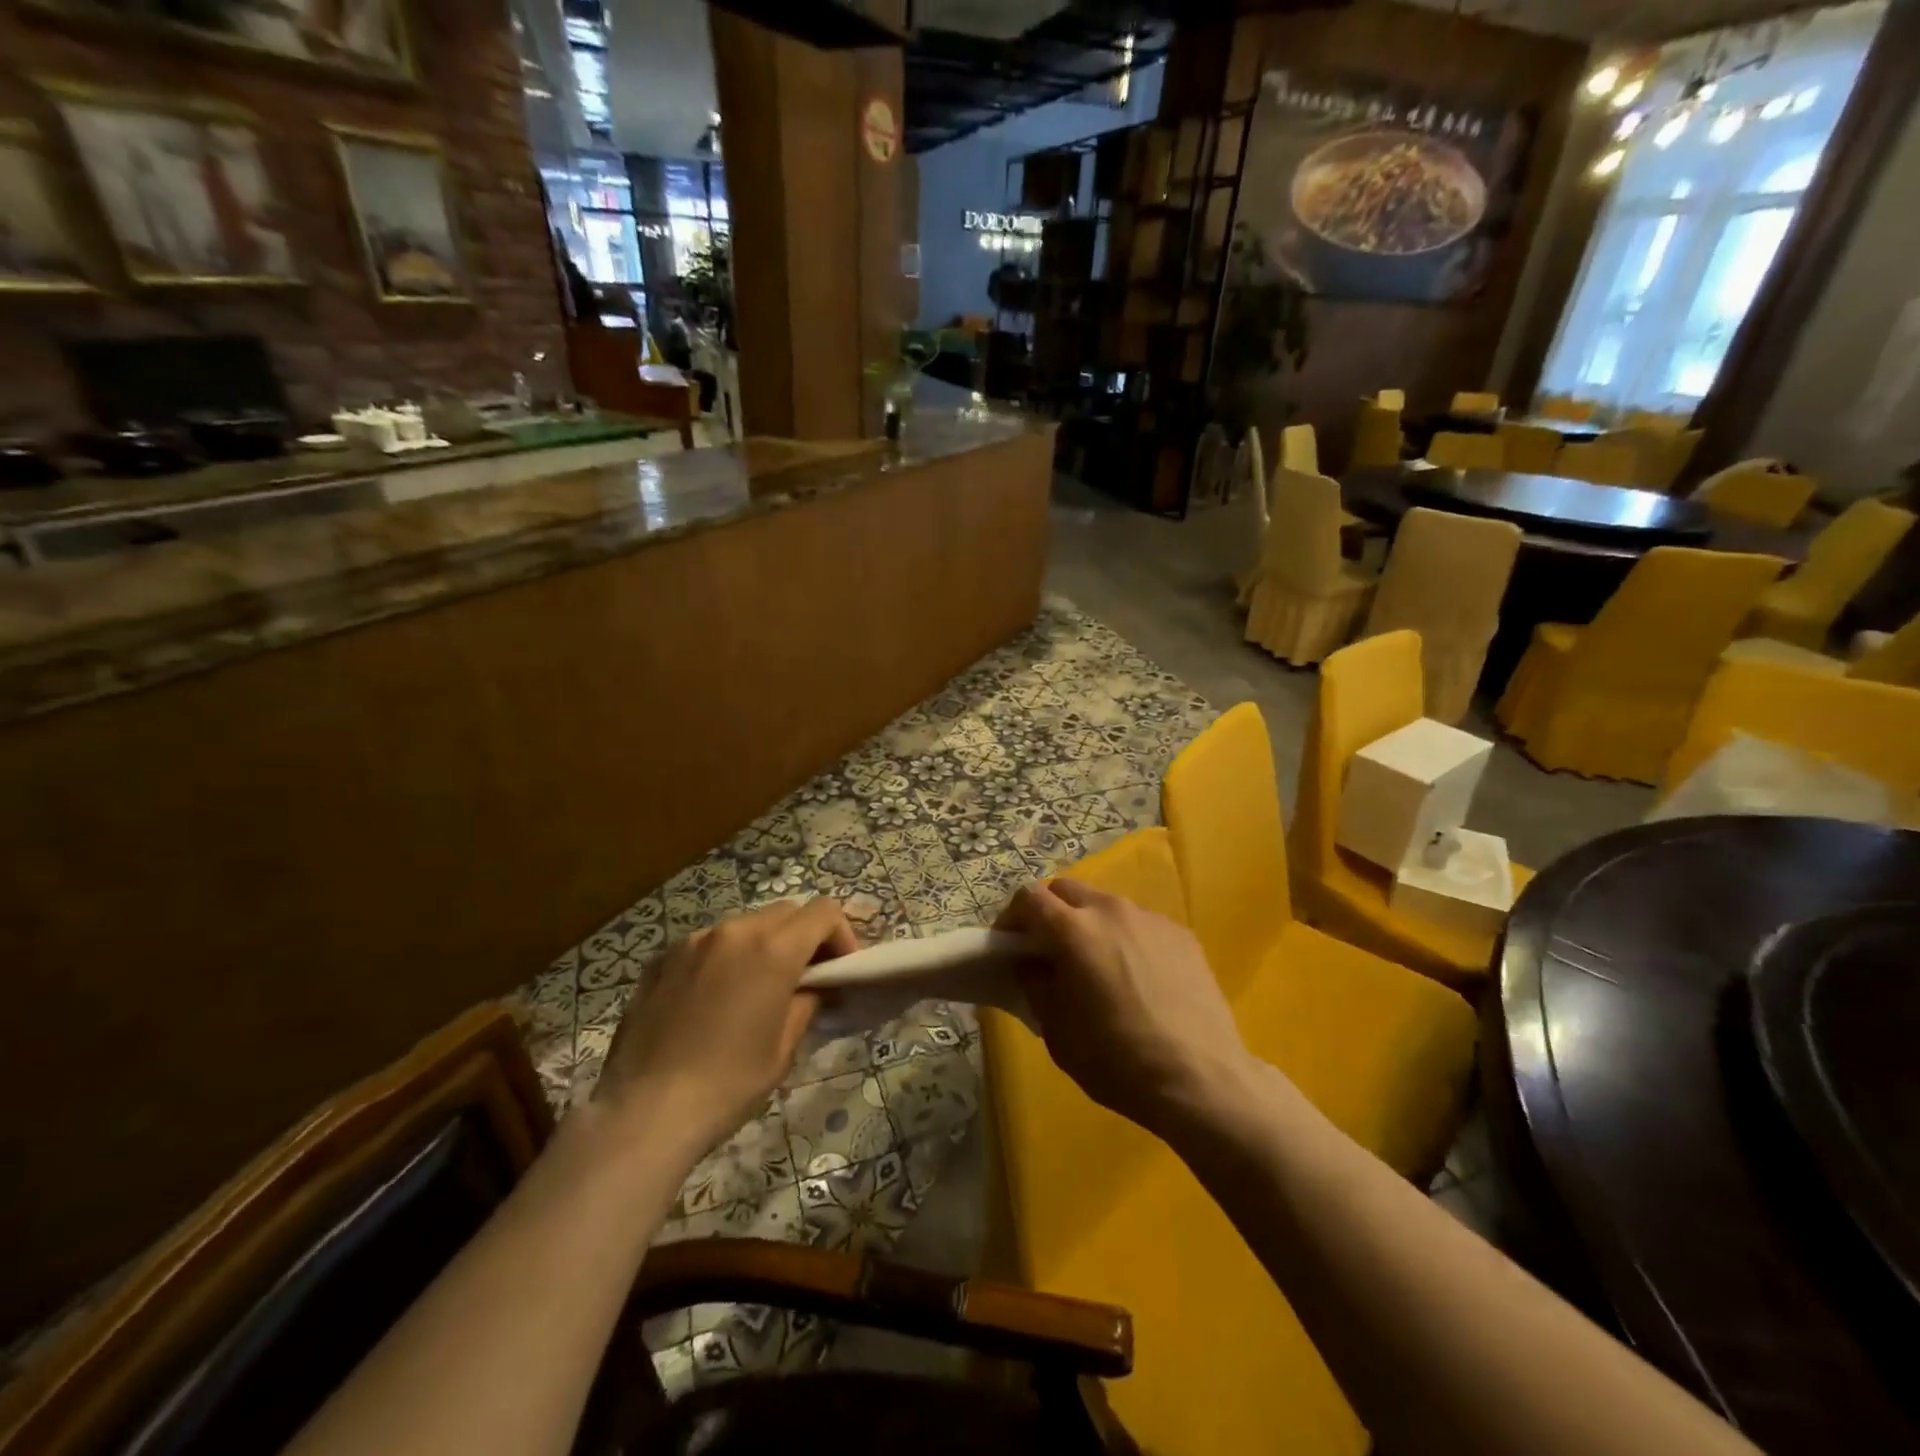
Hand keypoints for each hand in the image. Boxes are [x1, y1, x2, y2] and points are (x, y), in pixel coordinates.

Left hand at [592, 898, 856, 1161]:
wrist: (643, 1113)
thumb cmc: (727, 1084)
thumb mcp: (783, 1048)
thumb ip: (806, 1002)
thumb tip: (815, 986)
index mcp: (772, 949)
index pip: (824, 913)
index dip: (842, 936)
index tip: (840, 971)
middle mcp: (734, 931)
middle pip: (786, 912)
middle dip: (804, 937)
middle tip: (806, 979)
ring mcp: (693, 941)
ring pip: (746, 924)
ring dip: (764, 945)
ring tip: (757, 989)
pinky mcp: (662, 958)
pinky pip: (708, 944)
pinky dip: (725, 958)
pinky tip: (714, 1000)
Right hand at [995, 879, 1252, 1136]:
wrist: (1200, 1080)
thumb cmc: (1117, 1060)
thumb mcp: (1057, 1031)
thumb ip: (1036, 985)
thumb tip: (1032, 965)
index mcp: (1074, 930)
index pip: (1029, 897)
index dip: (1012, 917)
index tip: (1010, 946)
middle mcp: (1111, 910)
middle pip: (1068, 890)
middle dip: (1050, 913)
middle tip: (1049, 951)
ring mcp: (1151, 919)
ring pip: (1107, 905)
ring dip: (1090, 924)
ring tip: (1098, 966)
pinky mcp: (1182, 935)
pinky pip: (1141, 924)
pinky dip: (1127, 939)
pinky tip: (1138, 978)